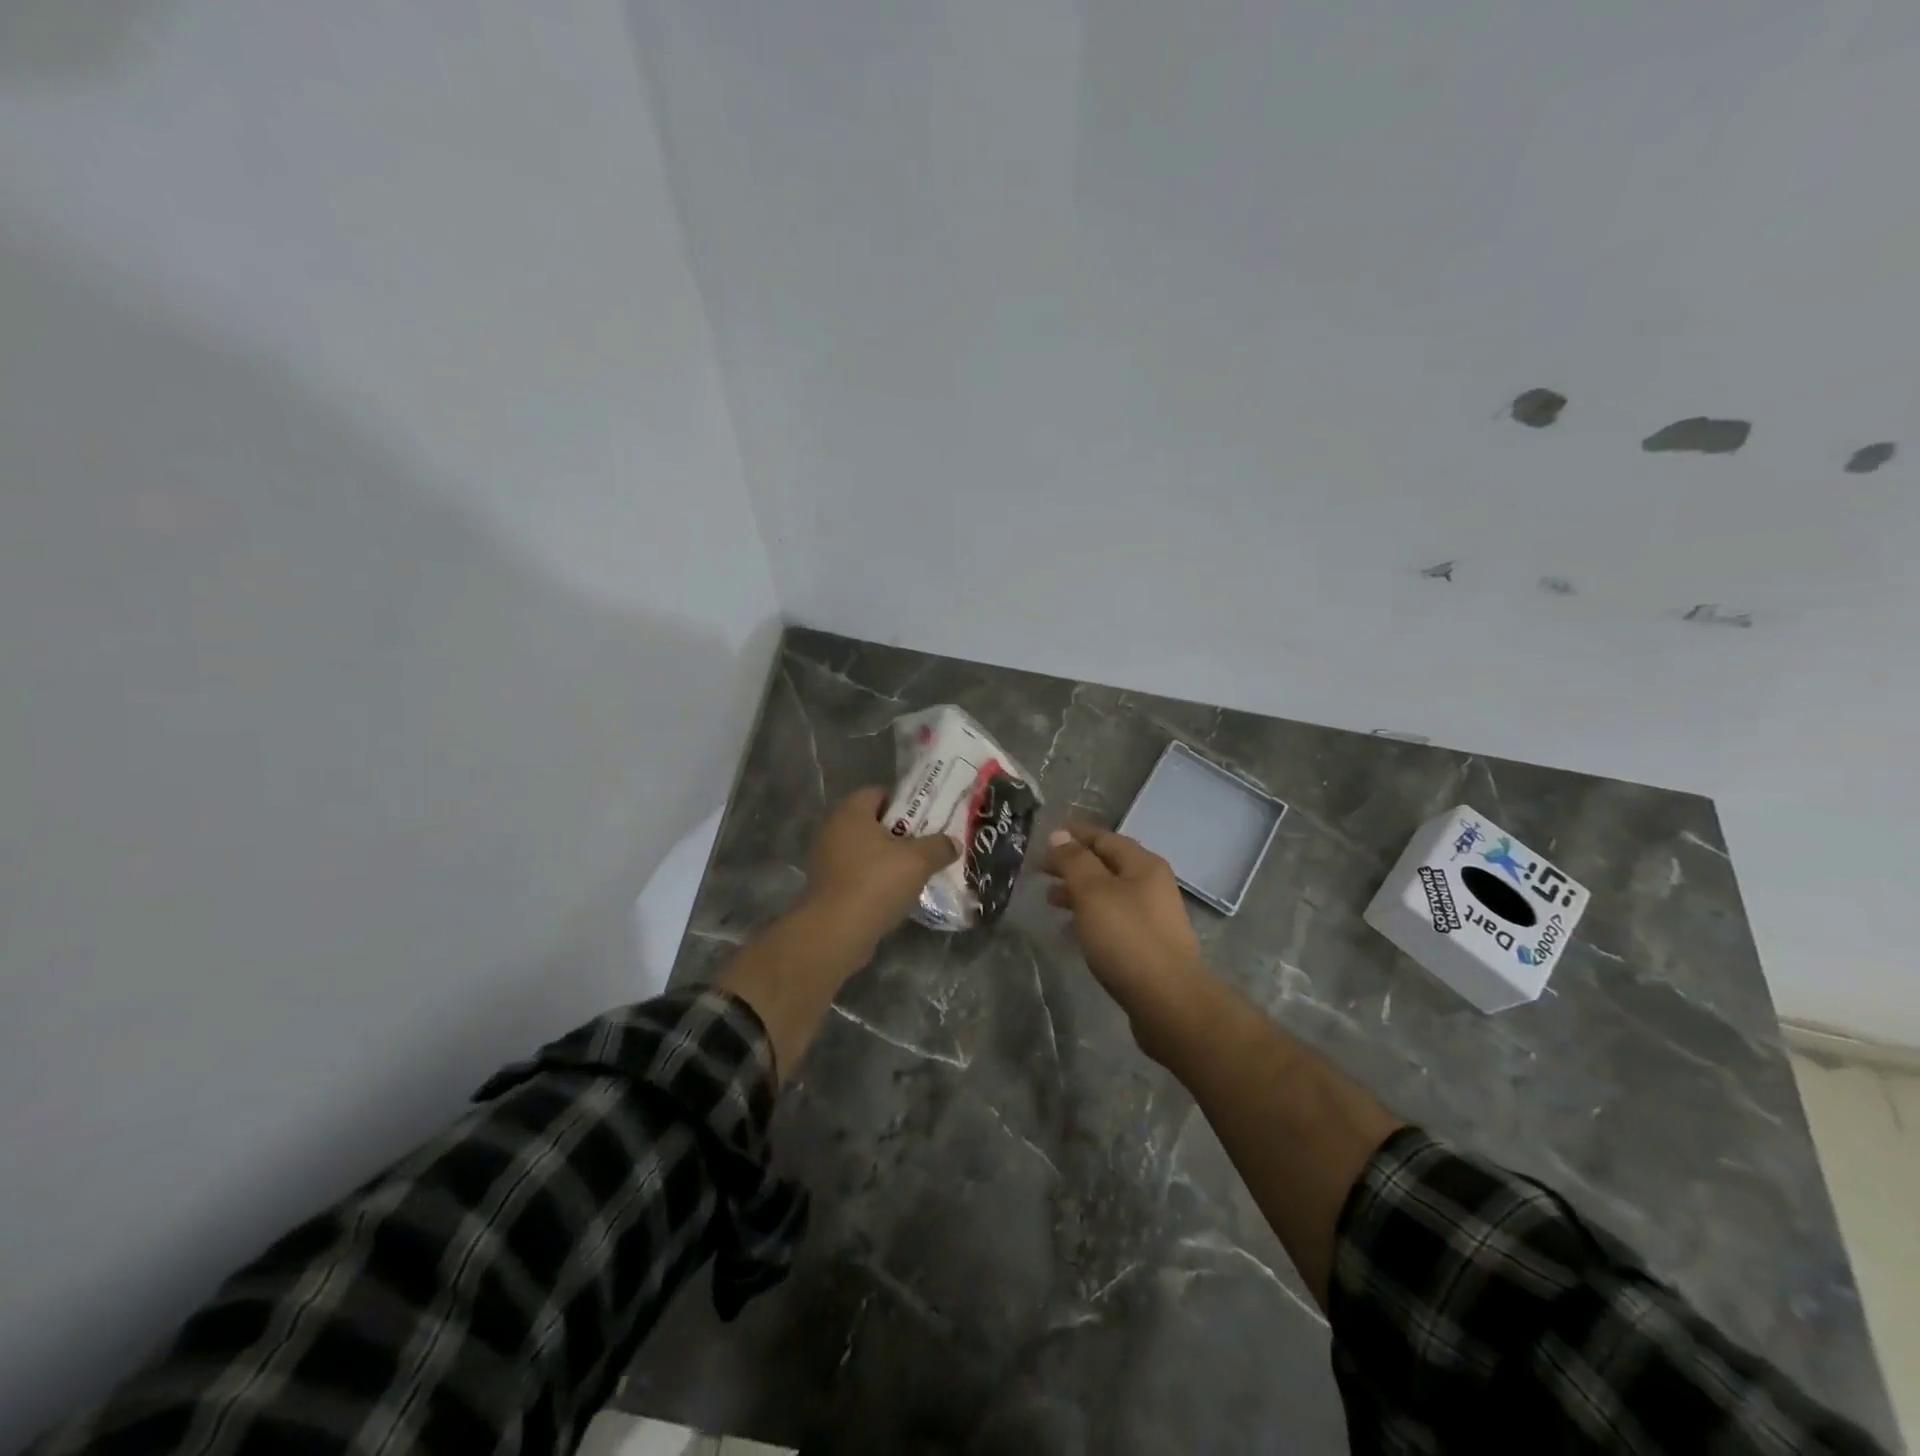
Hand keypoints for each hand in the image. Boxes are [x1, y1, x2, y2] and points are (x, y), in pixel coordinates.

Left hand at [805, 787, 958, 946]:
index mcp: (851, 812)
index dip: (904, 802)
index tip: (926, 817)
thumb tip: (953, 843)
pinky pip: (855, 872)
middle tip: (925, 843)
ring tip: (914, 870)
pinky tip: (894, 892)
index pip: (879, 792)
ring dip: (887, 857)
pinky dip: (873, 877)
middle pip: (872, 822)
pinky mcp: (825, 885)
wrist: (836, 932)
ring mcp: (825, 858)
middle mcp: (833, 829)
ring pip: (864, 849)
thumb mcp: (918, 862)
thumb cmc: (876, 883)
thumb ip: (939, 847)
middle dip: (899, 832)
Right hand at [1042, 823, 1215, 1060]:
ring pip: (1109, 893)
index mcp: (1143, 865)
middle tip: (1041, 869)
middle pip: (1108, 865)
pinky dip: (1090, 915)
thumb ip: (1074, 861)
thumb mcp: (1093, 892)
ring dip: (1079, 891)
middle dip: (1074, 864)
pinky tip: (1073, 929)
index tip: (1046, 836)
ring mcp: (1153, 916)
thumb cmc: (1127, 938)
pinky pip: (1113, 918)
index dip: (1074, 835)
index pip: (1104, 838)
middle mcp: (1152, 885)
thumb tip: (1060, 835)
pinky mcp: (1148, 945)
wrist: (1168, 1001)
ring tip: (1050, 899)